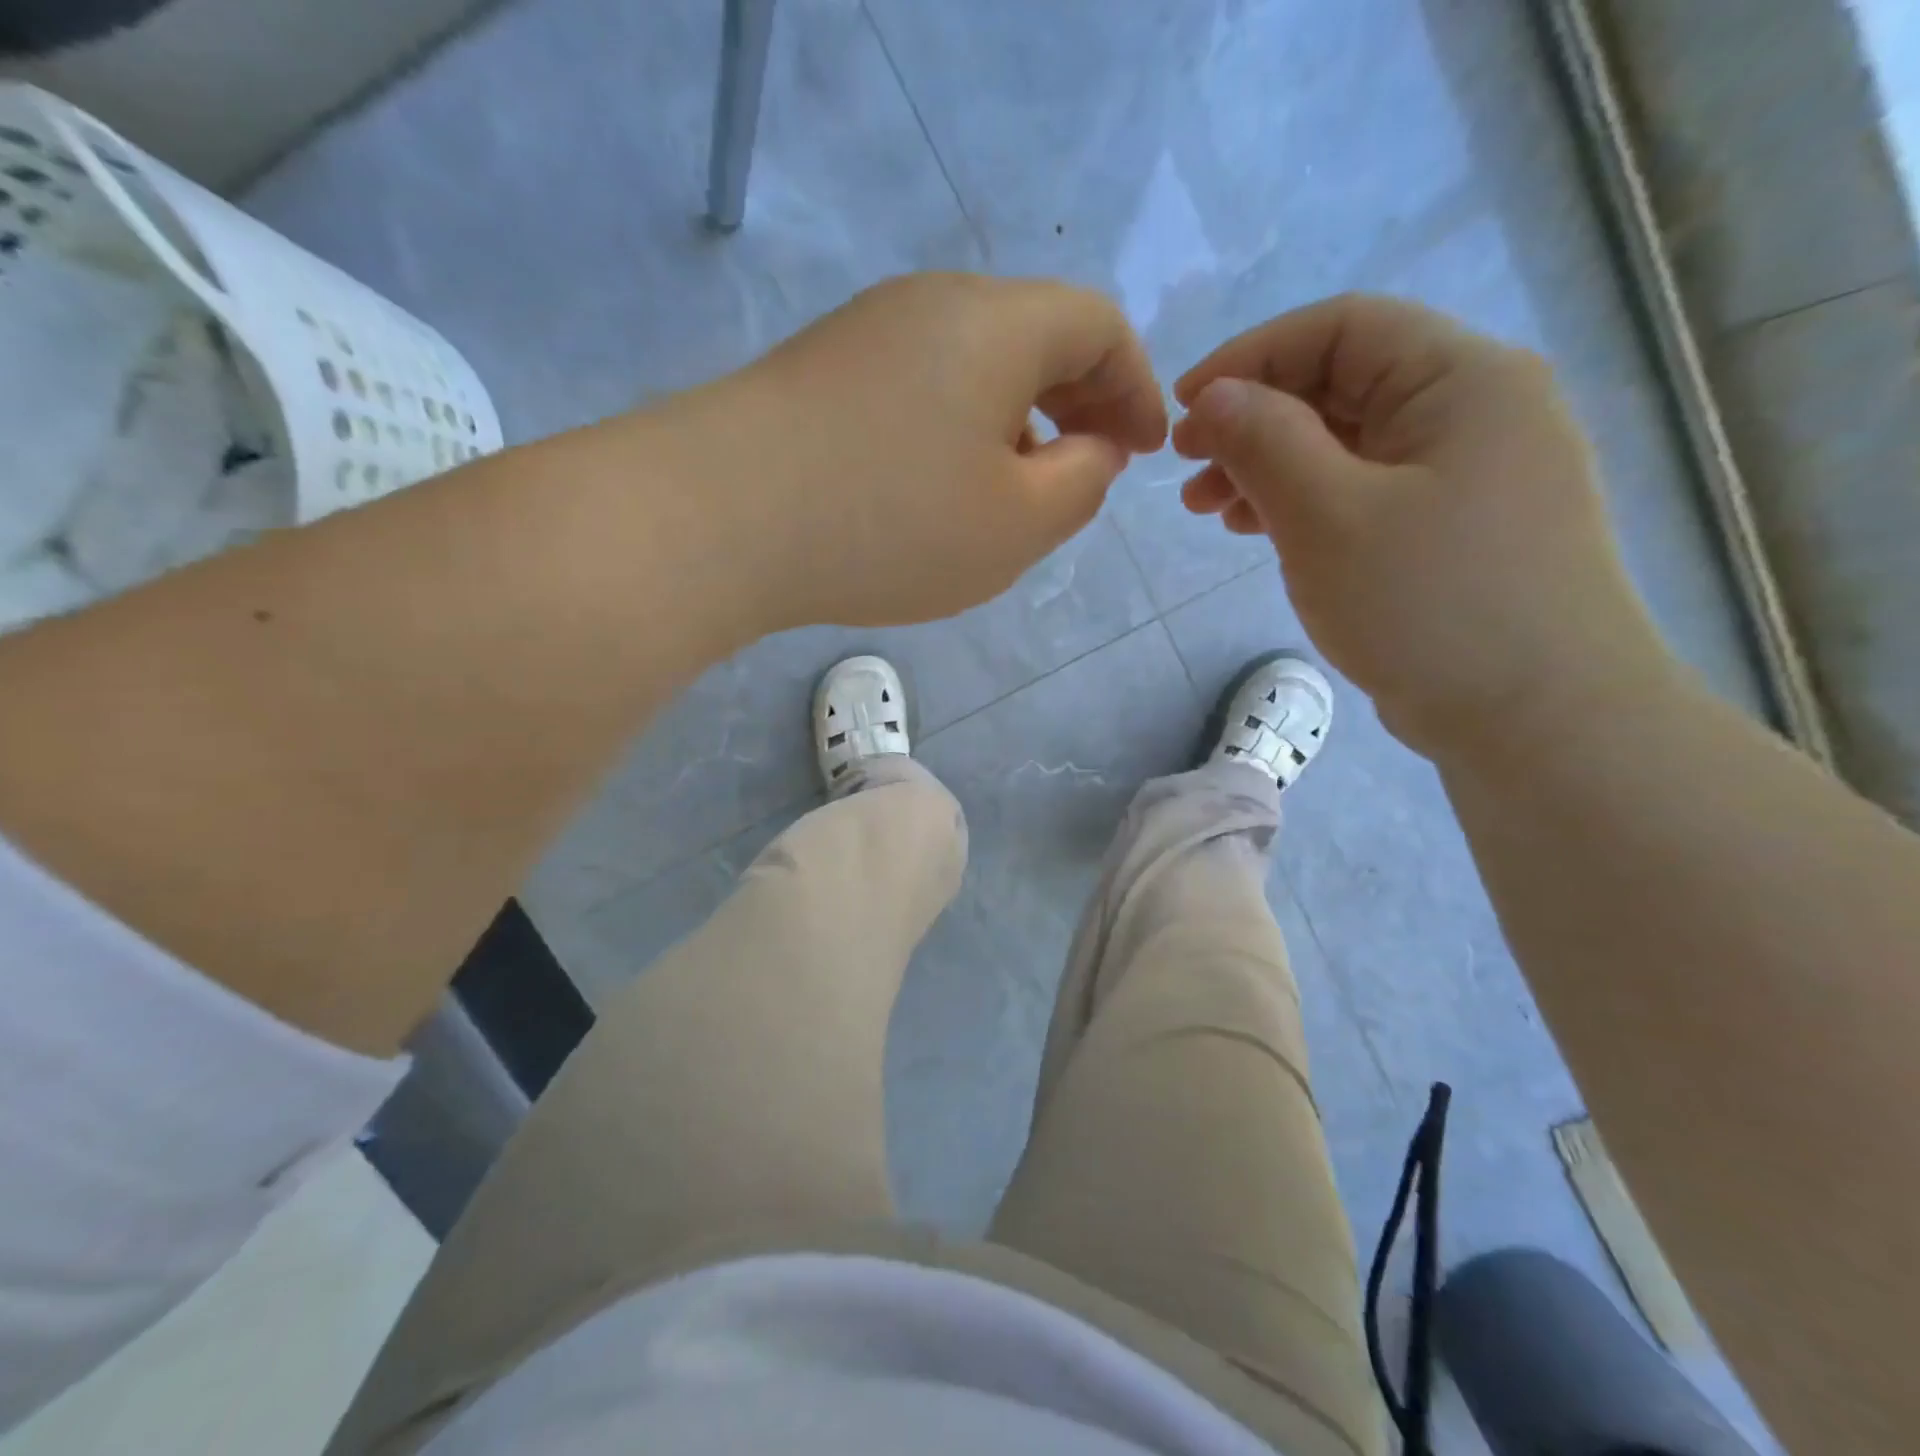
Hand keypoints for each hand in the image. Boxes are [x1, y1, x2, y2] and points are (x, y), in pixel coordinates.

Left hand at [669, 273, 1165, 631]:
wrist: (719, 518)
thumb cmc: (891, 524)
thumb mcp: (1017, 524)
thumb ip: (1081, 484)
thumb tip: (1091, 449)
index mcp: (996, 323)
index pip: (1098, 327)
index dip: (1137, 388)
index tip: (1145, 451)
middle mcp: (932, 306)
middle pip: (1033, 336)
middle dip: (1078, 402)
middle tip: (1089, 469)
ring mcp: (867, 335)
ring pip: (972, 365)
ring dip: (1014, 420)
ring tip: (1017, 491)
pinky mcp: (821, 374)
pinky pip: (918, 389)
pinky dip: (956, 430)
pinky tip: (940, 488)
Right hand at [1171, 294, 1672, 758]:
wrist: (1537, 720)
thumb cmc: (1429, 605)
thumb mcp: (1327, 516)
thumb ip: (1264, 442)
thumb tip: (1213, 396)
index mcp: (1462, 380)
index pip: (1342, 328)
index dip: (1251, 357)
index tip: (1184, 409)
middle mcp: (1476, 411)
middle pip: (1344, 386)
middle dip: (1254, 422)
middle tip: (1188, 472)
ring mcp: (1472, 474)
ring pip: (1350, 445)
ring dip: (1273, 467)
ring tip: (1212, 512)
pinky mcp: (1457, 529)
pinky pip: (1368, 492)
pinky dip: (1309, 503)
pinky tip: (1264, 532)